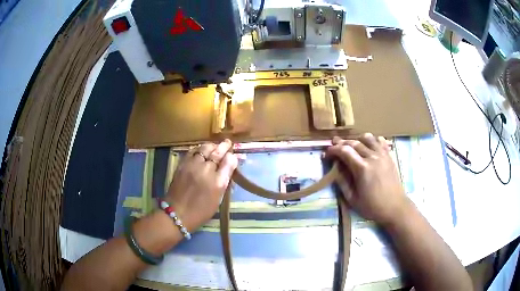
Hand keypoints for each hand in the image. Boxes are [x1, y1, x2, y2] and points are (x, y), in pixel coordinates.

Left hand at [164, 139, 237, 230]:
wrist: (177, 213)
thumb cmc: (201, 211)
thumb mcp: (218, 199)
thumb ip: (224, 182)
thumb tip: (229, 168)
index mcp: (218, 182)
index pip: (229, 162)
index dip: (232, 157)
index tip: (233, 155)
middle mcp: (206, 170)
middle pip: (217, 152)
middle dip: (224, 146)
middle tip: (227, 143)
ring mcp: (193, 166)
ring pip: (204, 148)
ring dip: (211, 146)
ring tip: (214, 146)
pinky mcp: (182, 164)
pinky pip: (192, 151)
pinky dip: (198, 149)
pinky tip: (200, 150)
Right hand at [326, 133, 410, 225]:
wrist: (395, 207)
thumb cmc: (372, 206)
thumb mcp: (352, 199)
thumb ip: (342, 181)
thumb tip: (335, 168)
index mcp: (362, 168)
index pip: (344, 151)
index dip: (333, 150)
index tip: (327, 154)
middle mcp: (372, 157)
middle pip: (354, 142)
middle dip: (342, 143)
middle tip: (334, 146)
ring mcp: (382, 155)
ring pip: (368, 138)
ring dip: (357, 139)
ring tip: (351, 145)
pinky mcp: (389, 156)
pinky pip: (380, 141)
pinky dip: (372, 140)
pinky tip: (368, 146)